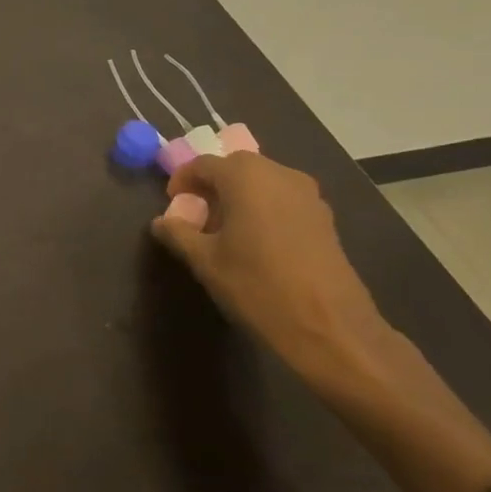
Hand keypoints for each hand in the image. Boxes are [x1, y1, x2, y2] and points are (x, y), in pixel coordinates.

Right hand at [150, 152, 388, 387]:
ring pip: (262, 182)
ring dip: (239, 196)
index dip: (183, 180)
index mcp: (245, 177)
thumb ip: (178, 234)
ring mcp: (307, 195)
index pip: (203, 164)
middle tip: (197, 215)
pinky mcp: (325, 218)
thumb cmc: (257, 285)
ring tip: (225, 230)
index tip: (173, 203)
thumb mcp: (205, 261)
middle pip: (235, 168)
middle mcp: (279, 174)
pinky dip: (263, 208)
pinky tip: (256, 242)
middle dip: (212, 186)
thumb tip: (161, 222)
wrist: (329, 327)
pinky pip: (283, 199)